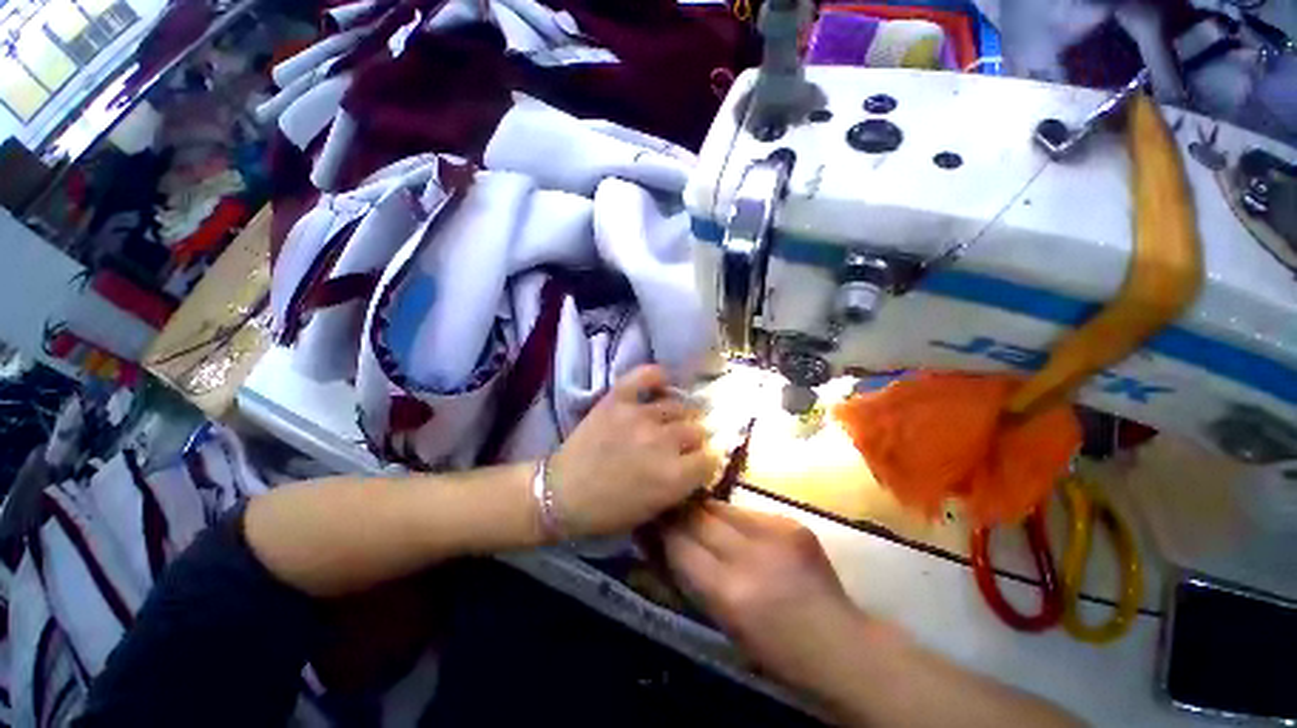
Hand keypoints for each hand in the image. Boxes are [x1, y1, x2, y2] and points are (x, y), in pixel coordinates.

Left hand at [549, 366, 718, 537]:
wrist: (562, 492)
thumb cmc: (608, 510)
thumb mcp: (655, 509)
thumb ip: (683, 485)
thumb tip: (701, 462)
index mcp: (673, 476)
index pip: (712, 457)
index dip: (707, 460)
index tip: (700, 461)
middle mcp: (662, 441)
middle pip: (698, 430)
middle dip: (695, 439)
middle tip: (684, 443)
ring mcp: (639, 416)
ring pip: (679, 405)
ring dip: (679, 415)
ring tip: (671, 420)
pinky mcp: (618, 400)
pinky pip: (645, 375)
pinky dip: (656, 377)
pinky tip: (661, 385)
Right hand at [661, 502, 867, 692]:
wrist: (842, 646)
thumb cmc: (775, 651)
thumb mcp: (722, 622)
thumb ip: (689, 578)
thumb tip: (657, 542)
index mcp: (730, 592)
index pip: (679, 544)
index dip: (659, 528)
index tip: (647, 518)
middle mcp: (750, 554)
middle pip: (698, 517)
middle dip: (677, 511)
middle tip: (665, 507)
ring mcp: (775, 532)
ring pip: (720, 507)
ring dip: (703, 511)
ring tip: (695, 514)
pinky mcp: (791, 521)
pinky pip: (746, 511)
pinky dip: (732, 517)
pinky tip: (734, 528)